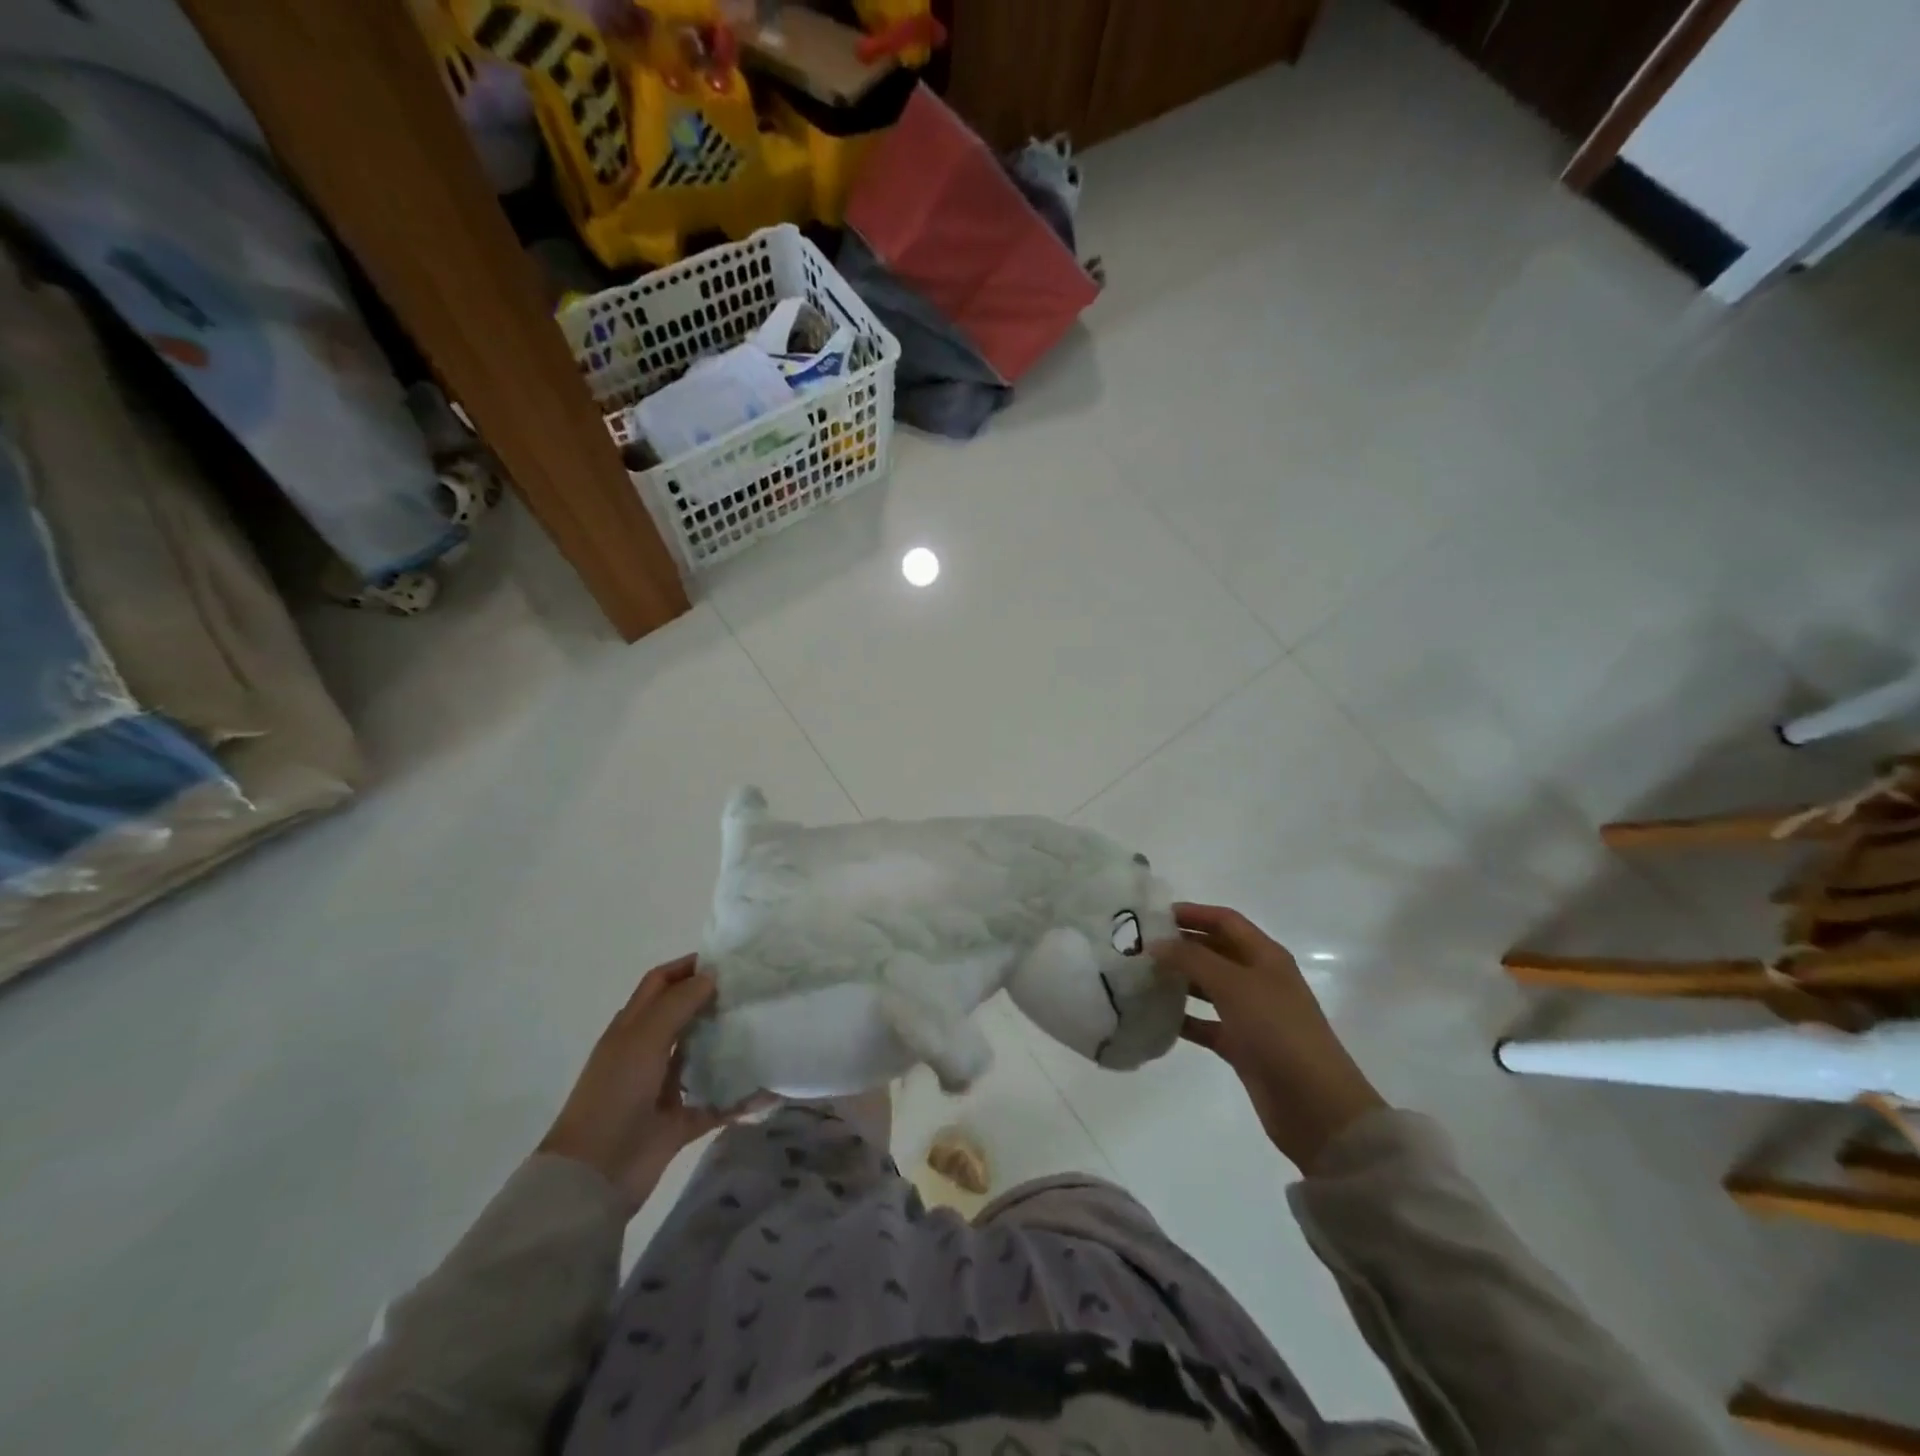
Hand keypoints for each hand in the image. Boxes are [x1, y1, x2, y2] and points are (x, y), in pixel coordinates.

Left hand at [538, 955, 761, 1214]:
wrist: (594, 1175)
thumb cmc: (615, 1094)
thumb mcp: (644, 1038)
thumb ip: (678, 1003)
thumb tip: (712, 975)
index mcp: (633, 1028)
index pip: (660, 983)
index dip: (687, 967)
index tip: (727, 960)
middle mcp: (648, 1052)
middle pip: (685, 1016)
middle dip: (715, 1000)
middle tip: (755, 991)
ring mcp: (664, 1088)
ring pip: (703, 1056)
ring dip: (729, 1044)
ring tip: (766, 1028)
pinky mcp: (681, 1121)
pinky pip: (718, 1102)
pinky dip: (741, 1097)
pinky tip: (769, 1086)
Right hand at [1152, 903, 1385, 1171]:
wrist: (1315, 1106)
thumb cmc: (1278, 1031)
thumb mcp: (1234, 985)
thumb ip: (1192, 959)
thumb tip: (1156, 943)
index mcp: (1265, 956)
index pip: (1224, 921)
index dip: (1192, 913)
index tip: (1152, 915)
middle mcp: (1258, 979)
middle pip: (1214, 951)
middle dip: (1180, 945)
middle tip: (1138, 946)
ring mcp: (1250, 1014)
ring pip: (1207, 986)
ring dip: (1178, 980)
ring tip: (1141, 976)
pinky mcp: (1241, 1045)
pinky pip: (1206, 1023)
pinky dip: (1184, 1018)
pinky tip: (1155, 1017)